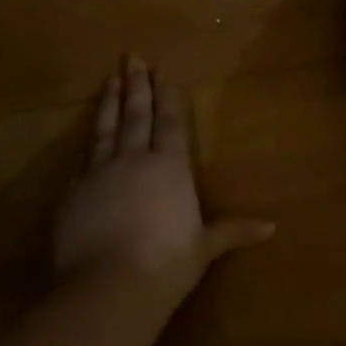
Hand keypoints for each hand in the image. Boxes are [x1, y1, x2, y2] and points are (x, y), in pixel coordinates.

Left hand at [54, 56, 275, 301]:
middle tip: (132, 57)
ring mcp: (99, 172)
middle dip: (136, 84)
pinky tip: (87, 130)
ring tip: (110, 78)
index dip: (166, 95)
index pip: (170, 122)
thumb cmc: (166, 266)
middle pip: (136, 114)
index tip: (161, 71)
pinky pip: (82, 155)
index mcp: (169, 168)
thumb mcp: (204, 248)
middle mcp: (134, 160)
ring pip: (106, 127)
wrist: (108, 287)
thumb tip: (272, 227)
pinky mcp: (72, 190)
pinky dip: (87, 137)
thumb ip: (233, 231)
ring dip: (110, 101)